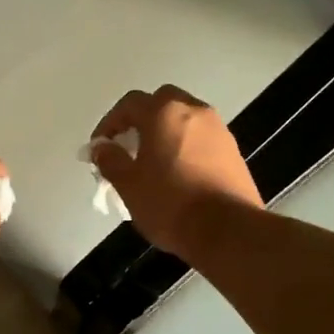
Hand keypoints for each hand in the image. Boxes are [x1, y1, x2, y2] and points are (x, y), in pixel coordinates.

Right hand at [90, 85, 261, 260]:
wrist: (228, 231)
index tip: (100, 148)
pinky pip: (201, 138)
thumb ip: (110, 160)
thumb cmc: (170, 204)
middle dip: (141, 119)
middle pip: (162, 102)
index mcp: (164, 114)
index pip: (130, 104)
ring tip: (153, 162)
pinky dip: (185, 146)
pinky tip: (178, 174)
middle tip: (129, 146)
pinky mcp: (233, 151)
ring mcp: (219, 129)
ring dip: (165, 132)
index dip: (109, 123)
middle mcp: (194, 111)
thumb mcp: (128, 185)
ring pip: (185, 119)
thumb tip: (101, 147)